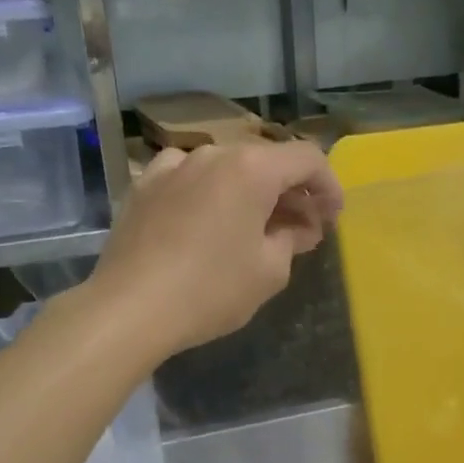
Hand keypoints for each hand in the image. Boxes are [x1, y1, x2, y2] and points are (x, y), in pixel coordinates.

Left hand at [87, 140, 343, 357]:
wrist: (129, 308)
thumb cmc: (211, 290)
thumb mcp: (269, 272)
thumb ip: (292, 239)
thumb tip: (300, 227)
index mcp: (251, 168)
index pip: (307, 159)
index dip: (329, 186)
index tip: (333, 217)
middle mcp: (212, 154)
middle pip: (265, 161)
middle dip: (290, 192)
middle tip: (301, 229)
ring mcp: (172, 166)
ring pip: (226, 169)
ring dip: (249, 192)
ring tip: (254, 227)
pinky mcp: (143, 186)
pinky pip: (188, 179)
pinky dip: (209, 194)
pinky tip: (207, 221)